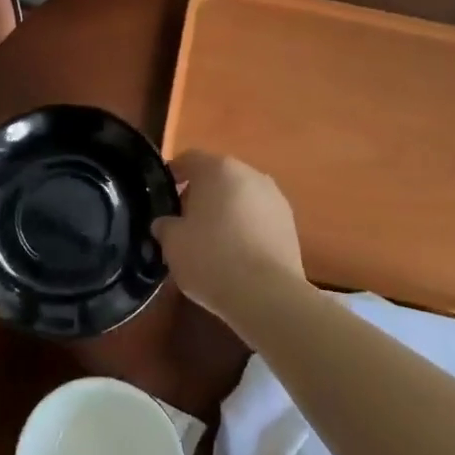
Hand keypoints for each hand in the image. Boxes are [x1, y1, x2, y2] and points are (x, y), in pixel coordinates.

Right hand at [151, 151, 305, 321]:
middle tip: (185, 220)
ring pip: (241, 196)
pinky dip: (245, 227)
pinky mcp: (290, 224)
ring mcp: (275, 198)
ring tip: (212, 240)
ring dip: (226, 210)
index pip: (189, 159)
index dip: (173, 175)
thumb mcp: (172, 243)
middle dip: (201, 194)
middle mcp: (250, 174)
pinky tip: (237, 254)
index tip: (164, 195)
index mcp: (218, 168)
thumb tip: (166, 223)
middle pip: (218, 176)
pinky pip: (259, 217)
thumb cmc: (211, 258)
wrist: (267, 294)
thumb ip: (165, 226)